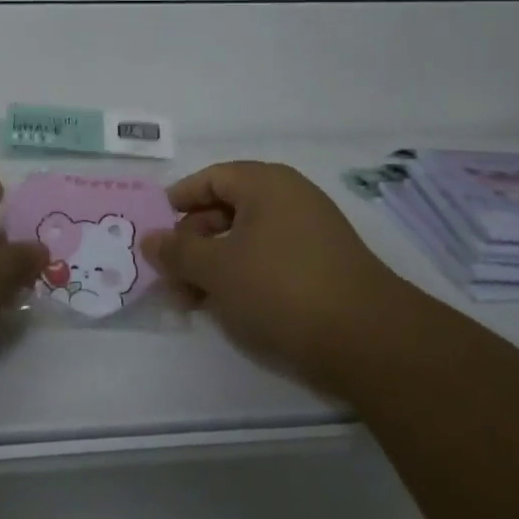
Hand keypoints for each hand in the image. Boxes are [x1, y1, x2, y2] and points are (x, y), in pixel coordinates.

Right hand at [141, 161, 397, 388]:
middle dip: (193, 242)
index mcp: (265, 183)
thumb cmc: (281, 288)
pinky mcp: (323, 267)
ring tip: (192, 301)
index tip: (155, 230)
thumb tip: (149, 240)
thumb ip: (177, 252)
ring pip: (247, 239)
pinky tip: (228, 307)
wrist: (368, 340)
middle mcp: (290, 198)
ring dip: (214, 265)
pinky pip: (270, 260)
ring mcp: (311, 233)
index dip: (178, 201)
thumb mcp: (216, 269)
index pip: (211, 178)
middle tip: (170, 276)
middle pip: (227, 209)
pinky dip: (243, 276)